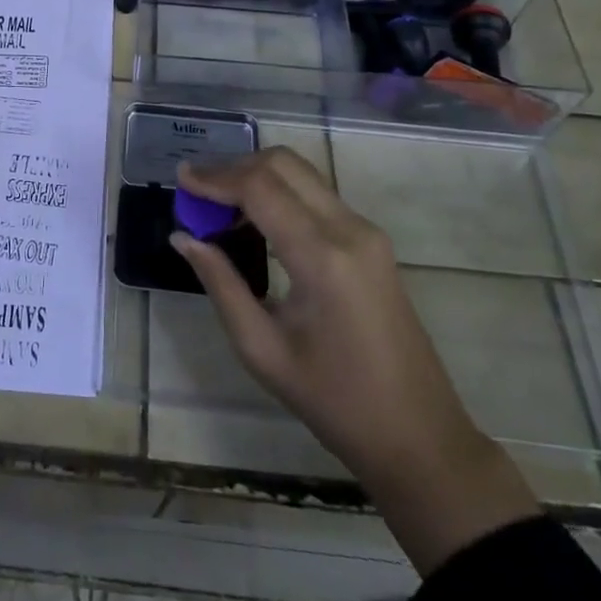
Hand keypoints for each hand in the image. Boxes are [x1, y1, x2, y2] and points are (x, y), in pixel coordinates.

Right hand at [171, 148, 537, 573]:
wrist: (420, 437)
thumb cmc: (336, 403)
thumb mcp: (263, 350)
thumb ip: (221, 284)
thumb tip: (183, 237)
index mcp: (322, 258)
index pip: (259, 188)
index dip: (215, 177)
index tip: (180, 178)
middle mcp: (349, 229)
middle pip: (283, 164)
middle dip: (234, 168)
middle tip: (198, 191)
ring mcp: (366, 231)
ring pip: (301, 173)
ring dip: (256, 177)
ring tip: (218, 205)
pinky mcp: (371, 240)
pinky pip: (316, 195)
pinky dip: (279, 192)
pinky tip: (255, 220)